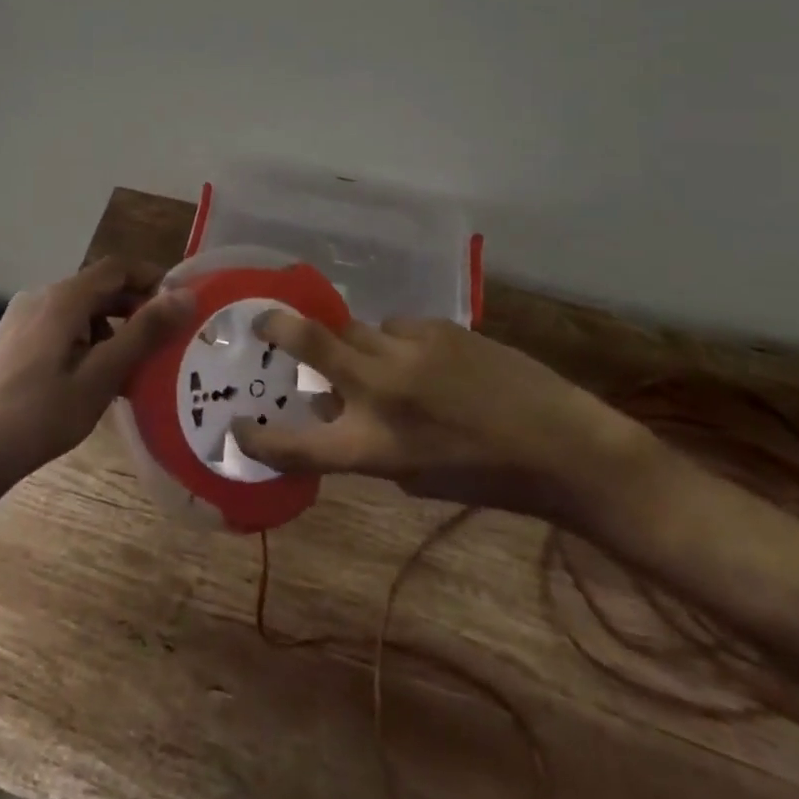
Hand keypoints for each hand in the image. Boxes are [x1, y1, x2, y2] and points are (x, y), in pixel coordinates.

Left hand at [0, 258, 195, 507]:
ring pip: (79, 309)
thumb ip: (143, 333)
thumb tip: (185, 296)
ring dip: (111, 326)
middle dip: (134, 307)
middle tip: (164, 340)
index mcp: (63, 298)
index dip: (151, 279)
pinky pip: (59, 326)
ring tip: (133, 365)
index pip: (117, 268)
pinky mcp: (12, 340)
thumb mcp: (101, 376)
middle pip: (97, 287)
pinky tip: (94, 377)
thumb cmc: (41, 415)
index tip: (180, 305)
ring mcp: (22, 318)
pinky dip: (86, 339)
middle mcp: (40, 296)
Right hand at [230, 314, 654, 526]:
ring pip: (355, 329)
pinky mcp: (436, 326)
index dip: (259, 437)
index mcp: (374, 445)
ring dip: (354, 344)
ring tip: (377, 361)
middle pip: (310, 341)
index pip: (297, 444)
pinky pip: (395, 325)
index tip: (237, 426)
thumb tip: (327, 402)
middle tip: (262, 321)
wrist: (561, 445)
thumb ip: (363, 441)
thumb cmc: (484, 477)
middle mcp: (382, 390)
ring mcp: (408, 350)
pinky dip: (396, 341)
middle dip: (276, 326)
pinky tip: (424, 359)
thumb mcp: (412, 475)